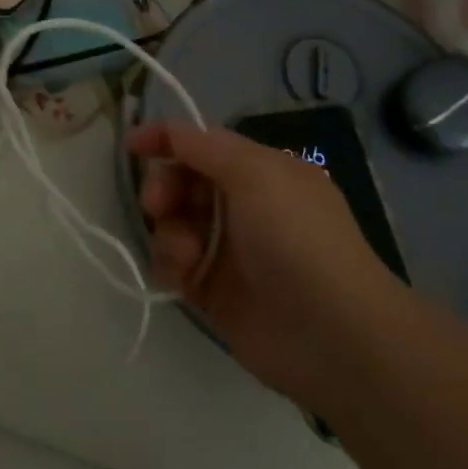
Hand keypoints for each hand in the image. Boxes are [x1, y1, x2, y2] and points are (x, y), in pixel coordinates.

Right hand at [130, 121, 401, 399]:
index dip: (167, 140)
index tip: (133, 145)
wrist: (334, 336)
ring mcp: (228, 250)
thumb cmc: (296, 237)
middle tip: (157, 204)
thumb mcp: (255, 173)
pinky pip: (175, 265)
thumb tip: (170, 132)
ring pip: (174, 223)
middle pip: (182, 181)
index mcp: (259, 172)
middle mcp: (242, 205)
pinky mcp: (214, 292)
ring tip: (183, 253)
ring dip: (168, 231)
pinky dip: (169, 263)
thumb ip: (204, 147)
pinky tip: (180, 275)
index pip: (202, 145)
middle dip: (164, 187)